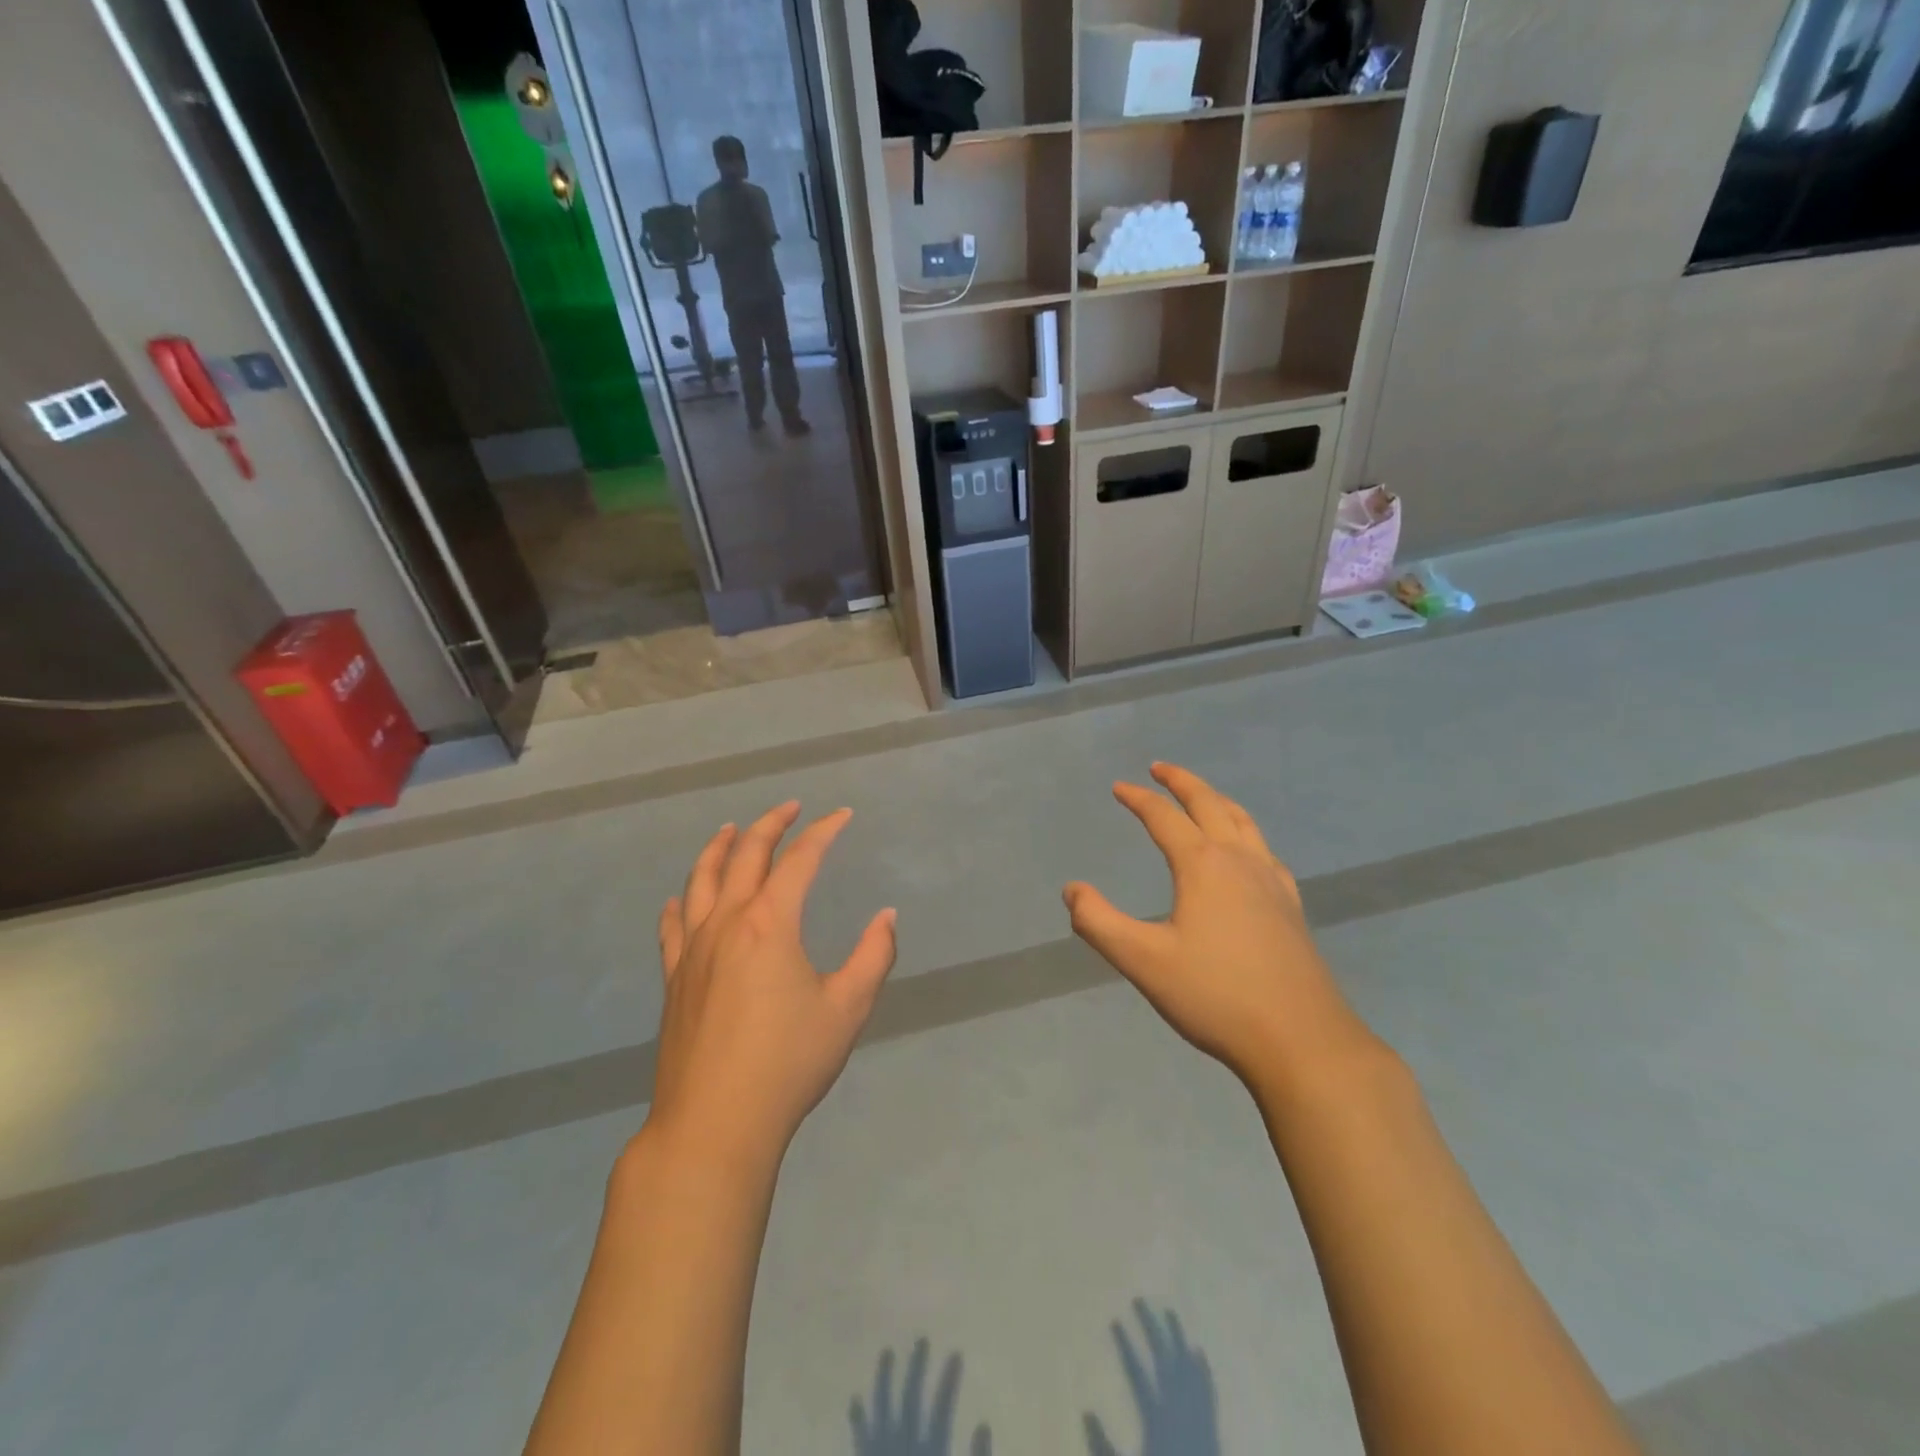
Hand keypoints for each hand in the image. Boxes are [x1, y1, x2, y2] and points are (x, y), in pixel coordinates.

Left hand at [648, 801, 897, 1163]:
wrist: (714, 1123)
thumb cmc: (788, 1063)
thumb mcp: (848, 1009)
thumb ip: (874, 955)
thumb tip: (886, 916)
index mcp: (770, 923)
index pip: (800, 859)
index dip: (824, 831)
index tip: (842, 816)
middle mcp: (727, 922)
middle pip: (745, 855)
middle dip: (771, 824)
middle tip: (791, 808)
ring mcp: (693, 949)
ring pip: (701, 880)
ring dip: (719, 848)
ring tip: (731, 829)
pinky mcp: (674, 979)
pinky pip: (673, 926)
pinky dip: (680, 902)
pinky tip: (680, 898)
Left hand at [850, 1339, 991, 1455]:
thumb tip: (984, 1425)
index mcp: (928, 1454)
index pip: (941, 1409)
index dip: (949, 1381)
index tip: (957, 1352)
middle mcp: (901, 1450)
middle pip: (908, 1399)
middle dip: (915, 1368)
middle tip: (922, 1339)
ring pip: (880, 1408)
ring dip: (883, 1379)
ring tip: (886, 1353)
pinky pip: (859, 1439)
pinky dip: (858, 1418)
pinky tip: (856, 1400)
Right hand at [1063, 763, 1378, 1094]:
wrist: (1301, 1040)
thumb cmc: (1215, 996)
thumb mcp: (1143, 961)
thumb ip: (1099, 922)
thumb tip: (1072, 889)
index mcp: (1203, 866)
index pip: (1164, 817)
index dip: (1138, 798)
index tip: (1118, 787)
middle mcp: (1239, 861)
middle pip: (1209, 805)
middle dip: (1182, 782)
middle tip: (1160, 769)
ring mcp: (1271, 882)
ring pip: (1243, 822)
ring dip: (1217, 800)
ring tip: (1202, 796)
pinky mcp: (1290, 906)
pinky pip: (1265, 850)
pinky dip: (1246, 833)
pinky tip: (1247, 852)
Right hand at [1083, 1301, 1218, 1455]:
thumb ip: (1103, 1446)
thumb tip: (1086, 1410)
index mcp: (1158, 1423)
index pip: (1137, 1375)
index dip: (1125, 1346)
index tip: (1114, 1319)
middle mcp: (1180, 1414)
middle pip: (1165, 1360)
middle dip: (1151, 1328)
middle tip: (1138, 1300)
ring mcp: (1198, 1420)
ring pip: (1189, 1368)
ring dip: (1178, 1339)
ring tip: (1169, 1313)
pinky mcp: (1211, 1431)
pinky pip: (1208, 1392)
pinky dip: (1202, 1370)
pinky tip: (1198, 1353)